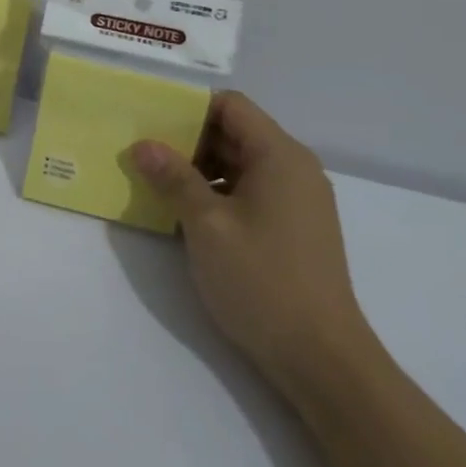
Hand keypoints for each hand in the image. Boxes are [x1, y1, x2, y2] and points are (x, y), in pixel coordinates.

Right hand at [128, 93, 373, 396]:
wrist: (323, 360)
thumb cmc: (262, 281)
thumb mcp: (206, 226)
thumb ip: (173, 178)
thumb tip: (142, 145)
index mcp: (279, 155)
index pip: (231, 105)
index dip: (189, 109)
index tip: (151, 124)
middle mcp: (295, 168)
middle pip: (236, 132)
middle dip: (189, 141)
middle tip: (145, 155)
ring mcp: (300, 200)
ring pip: (242, 164)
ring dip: (202, 170)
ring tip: (160, 186)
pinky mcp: (297, 227)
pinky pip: (253, 191)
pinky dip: (221, 193)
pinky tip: (190, 216)